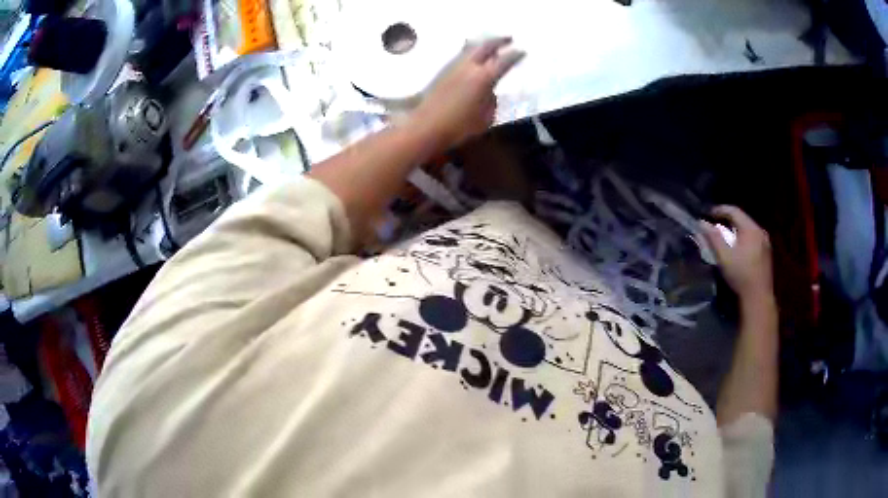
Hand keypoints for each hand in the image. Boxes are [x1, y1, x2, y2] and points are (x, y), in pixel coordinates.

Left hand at [410, 37, 523, 149]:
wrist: (425, 127)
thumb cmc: (459, 127)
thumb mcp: (485, 119)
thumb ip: (491, 101)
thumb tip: (489, 93)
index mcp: (483, 78)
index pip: (504, 62)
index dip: (515, 55)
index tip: (522, 52)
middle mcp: (468, 67)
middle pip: (485, 46)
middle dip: (498, 41)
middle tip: (508, 38)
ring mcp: (453, 68)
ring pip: (471, 49)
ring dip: (483, 45)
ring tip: (491, 47)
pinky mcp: (442, 73)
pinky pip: (461, 57)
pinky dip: (471, 54)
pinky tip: (474, 59)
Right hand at [701, 206, 773, 302]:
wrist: (758, 298)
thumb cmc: (741, 276)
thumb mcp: (724, 257)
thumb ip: (714, 238)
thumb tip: (702, 223)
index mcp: (750, 229)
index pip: (734, 211)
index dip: (720, 210)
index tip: (708, 213)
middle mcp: (760, 231)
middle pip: (742, 219)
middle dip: (728, 219)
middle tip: (715, 224)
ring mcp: (765, 242)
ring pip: (748, 229)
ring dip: (736, 229)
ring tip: (725, 235)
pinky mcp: (767, 253)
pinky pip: (753, 238)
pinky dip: (743, 238)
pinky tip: (738, 248)